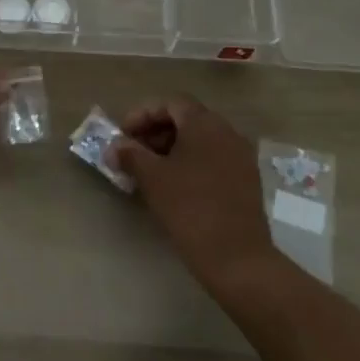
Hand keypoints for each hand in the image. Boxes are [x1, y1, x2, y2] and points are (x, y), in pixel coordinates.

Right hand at [107, 95, 279, 294]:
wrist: (236, 257)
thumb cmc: (190, 208)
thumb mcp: (152, 178)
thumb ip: (130, 155)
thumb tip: (114, 147)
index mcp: (205, 123)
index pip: (171, 103)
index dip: (143, 115)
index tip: (123, 135)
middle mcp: (227, 132)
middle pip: (186, 120)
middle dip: (156, 132)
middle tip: (132, 153)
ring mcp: (241, 156)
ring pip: (200, 141)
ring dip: (172, 150)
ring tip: (149, 172)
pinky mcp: (246, 180)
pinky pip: (213, 159)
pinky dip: (191, 164)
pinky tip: (174, 187)